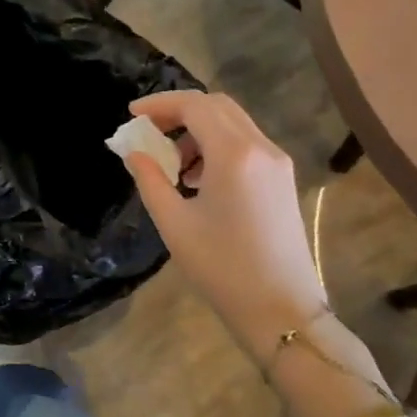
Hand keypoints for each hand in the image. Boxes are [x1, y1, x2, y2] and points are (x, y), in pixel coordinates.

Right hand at [120, 91, 327, 364]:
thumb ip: (150, 179)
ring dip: (198, 128)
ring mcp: (277, 162)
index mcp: (234, 154)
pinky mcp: (283, 179)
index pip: (193, 105)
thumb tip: (135, 153)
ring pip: (233, 122)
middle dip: (179, 110)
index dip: (159, 104)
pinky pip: (246, 143)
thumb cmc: (223, 268)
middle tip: (150, 130)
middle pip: (216, 105)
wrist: (283, 312)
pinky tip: (200, 178)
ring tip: (173, 163)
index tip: (132, 115)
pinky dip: (218, 144)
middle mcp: (261, 148)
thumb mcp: (174, 223)